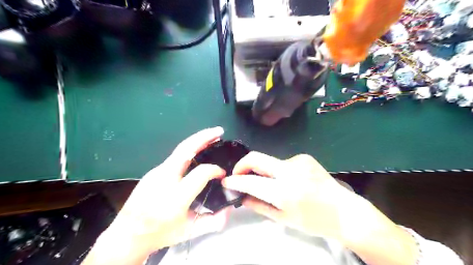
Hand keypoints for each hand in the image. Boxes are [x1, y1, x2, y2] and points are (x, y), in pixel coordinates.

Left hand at [99, 128, 228, 254]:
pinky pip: (175, 157)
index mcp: (176, 197)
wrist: (127, 234)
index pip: (201, 173)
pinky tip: (197, 152)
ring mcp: (156, 172)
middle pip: (185, 149)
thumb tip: (230, 209)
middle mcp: (165, 179)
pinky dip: (189, 150)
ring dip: (197, 141)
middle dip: (204, 137)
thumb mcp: (189, 232)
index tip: (222, 174)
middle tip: (219, 131)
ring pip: (179, 150)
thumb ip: (213, 222)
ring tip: (212, 137)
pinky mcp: (153, 171)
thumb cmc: (160, 233)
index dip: (215, 170)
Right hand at [221, 152, 357, 240]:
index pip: (251, 180)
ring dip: (264, 171)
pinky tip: (288, 181)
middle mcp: (290, 170)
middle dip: (242, 165)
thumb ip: (258, 206)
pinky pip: (282, 162)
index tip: (227, 180)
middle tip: (238, 175)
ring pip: (269, 161)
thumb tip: (241, 197)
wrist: (345, 211)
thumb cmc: (314, 221)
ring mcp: (298, 160)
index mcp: (285, 191)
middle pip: (256, 157)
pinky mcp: (304, 157)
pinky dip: (278, 170)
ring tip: (270, 184)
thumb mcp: (283, 219)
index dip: (236, 180)